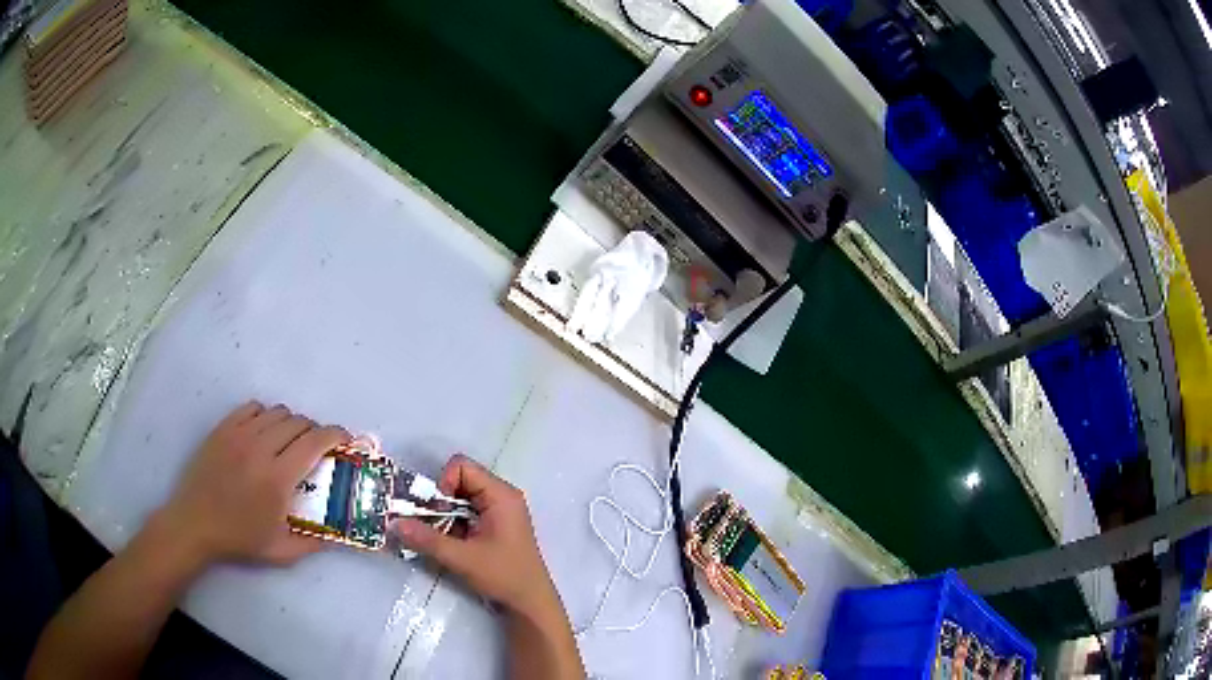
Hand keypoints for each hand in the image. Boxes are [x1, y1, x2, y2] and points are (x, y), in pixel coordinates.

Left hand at [154, 401, 349, 568]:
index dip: (335, 435)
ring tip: (289, 441)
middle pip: (298, 422)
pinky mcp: (223, 429)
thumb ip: (314, 543)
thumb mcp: (282, 552)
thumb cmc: (239, 539)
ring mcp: (238, 435)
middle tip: (316, 448)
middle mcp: (260, 449)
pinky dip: (265, 415)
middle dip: (315, 431)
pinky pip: (252, 408)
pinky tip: (264, 432)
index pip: (314, 442)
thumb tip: (338, 534)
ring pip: (276, 411)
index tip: (344, 440)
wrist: (195, 524)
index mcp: (278, 479)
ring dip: (291, 423)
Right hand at [391, 455, 555, 613]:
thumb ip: (427, 539)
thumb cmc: (503, 576)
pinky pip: (467, 513)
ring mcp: (499, 512)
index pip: (462, 467)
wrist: (530, 603)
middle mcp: (501, 497)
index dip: (443, 484)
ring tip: (441, 538)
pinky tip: (451, 545)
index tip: (439, 512)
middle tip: (434, 527)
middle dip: (441, 502)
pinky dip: (453, 524)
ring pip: (460, 499)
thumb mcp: (462, 558)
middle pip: (460, 481)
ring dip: (445, 515)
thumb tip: (393, 523)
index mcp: (501, 495)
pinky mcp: (495, 526)